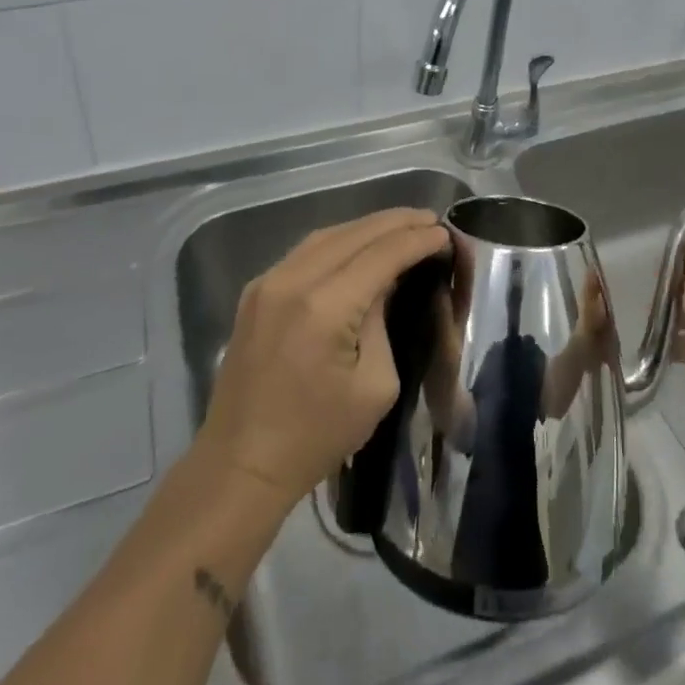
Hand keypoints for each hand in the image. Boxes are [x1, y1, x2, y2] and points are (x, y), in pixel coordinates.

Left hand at [198, 209, 449, 505]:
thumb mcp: (375, 385)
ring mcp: (268, 282)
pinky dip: (339, 240)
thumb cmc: (316, 437)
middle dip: (397, 222)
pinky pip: (305, 251)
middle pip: (355, 233)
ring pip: (327, 235)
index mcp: (325, 307)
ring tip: (401, 225)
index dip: (417, 240)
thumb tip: (387, 283)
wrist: (239, 465)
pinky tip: (359, 244)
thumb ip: (384, 322)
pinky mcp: (255, 291)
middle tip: (430, 219)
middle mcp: (293, 280)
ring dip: (367, 227)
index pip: (382, 254)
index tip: (445, 232)